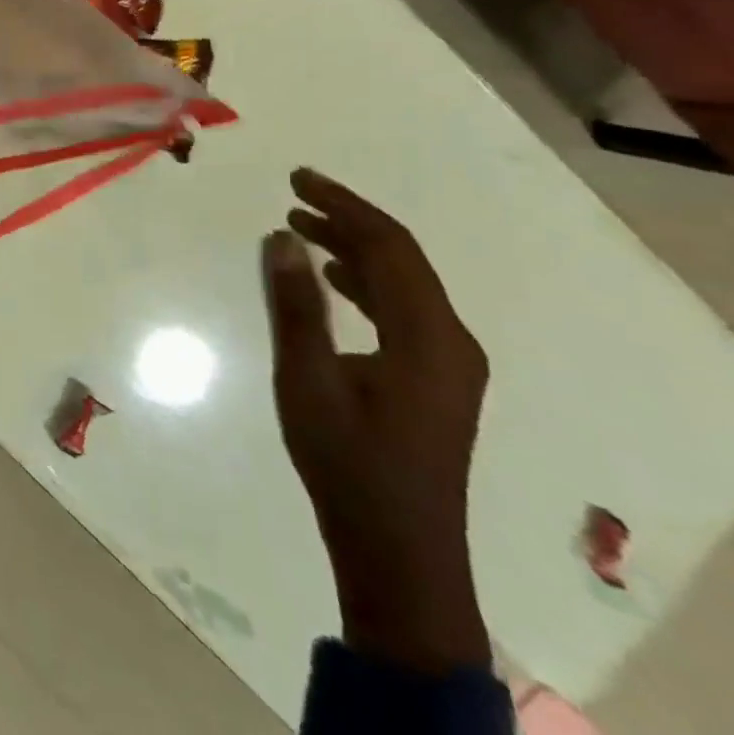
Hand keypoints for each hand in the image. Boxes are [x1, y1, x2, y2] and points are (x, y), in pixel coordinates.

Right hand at [262, 168, 491, 673]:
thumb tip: (281, 237)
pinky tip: (333, 279)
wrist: (400, 555)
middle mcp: (452, 342)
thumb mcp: (308, 380)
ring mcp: (450, 364)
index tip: (297, 179)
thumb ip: (296, 305)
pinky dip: (367, 282)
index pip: (389, 247)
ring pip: (404, 284)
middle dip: (348, 220)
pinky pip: (403, 310)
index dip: (343, 205)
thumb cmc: (349, 464)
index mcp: (429, 337)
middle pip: (402, 260)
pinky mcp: (437, 381)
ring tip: (302, 228)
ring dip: (355, 249)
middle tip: (294, 194)